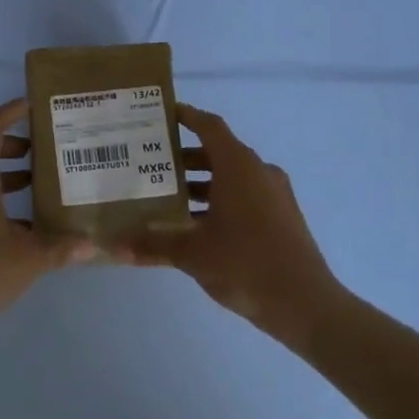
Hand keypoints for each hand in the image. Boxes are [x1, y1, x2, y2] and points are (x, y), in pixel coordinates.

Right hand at [112, 104, 342, 340]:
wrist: (304, 303)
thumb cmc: (245, 264)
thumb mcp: (192, 254)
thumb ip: (153, 245)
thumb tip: (114, 247)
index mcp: (239, 167)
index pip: (209, 126)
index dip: (185, 116)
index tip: (160, 114)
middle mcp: (259, 172)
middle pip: (217, 152)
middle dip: (183, 157)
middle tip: (149, 164)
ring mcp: (274, 195)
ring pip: (231, 177)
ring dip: (200, 183)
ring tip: (165, 196)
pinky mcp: (281, 217)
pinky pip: (244, 195)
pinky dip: (219, 200)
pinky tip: (195, 225)